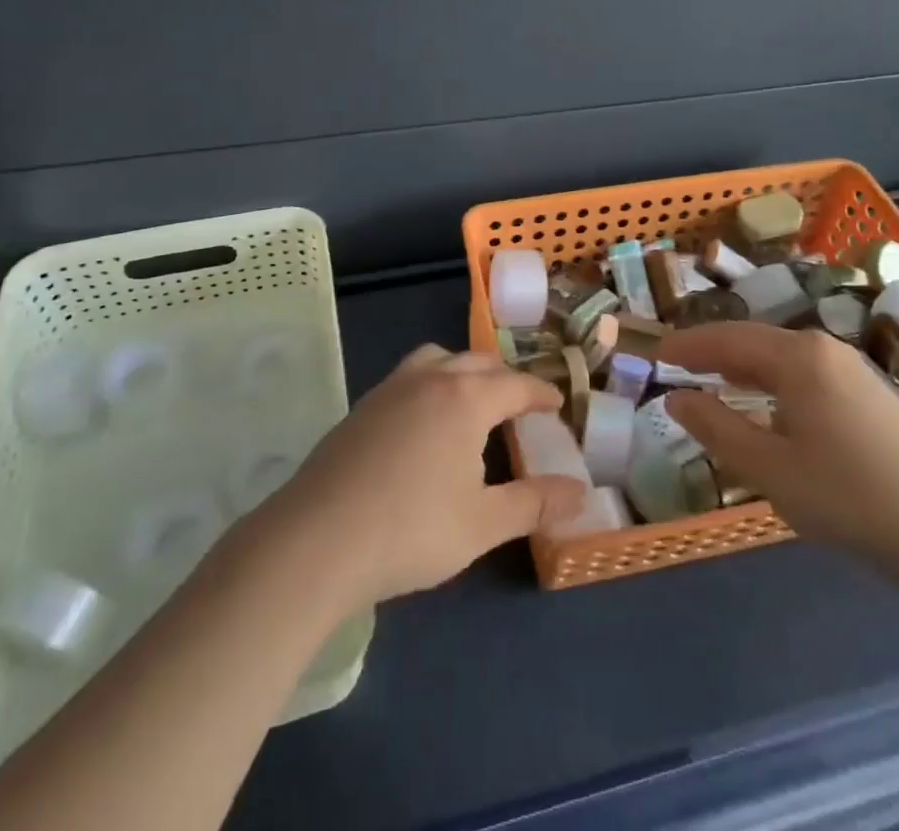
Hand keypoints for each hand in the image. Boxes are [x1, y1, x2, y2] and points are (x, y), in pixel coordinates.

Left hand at [266, 345, 587, 606]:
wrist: (317, 539)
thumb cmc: (411, 530)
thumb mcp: (484, 524)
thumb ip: (535, 503)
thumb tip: (581, 492)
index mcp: (466, 398)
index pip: (516, 385)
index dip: (541, 393)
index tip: (557, 403)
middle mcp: (431, 379)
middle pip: (477, 362)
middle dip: (504, 379)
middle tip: (520, 405)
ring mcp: (391, 388)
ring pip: (437, 359)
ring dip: (462, 371)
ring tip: (471, 401)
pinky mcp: (362, 406)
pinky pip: (409, 377)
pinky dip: (430, 384)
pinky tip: (424, 423)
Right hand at [661, 323, 898, 579]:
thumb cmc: (845, 497)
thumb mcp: (768, 468)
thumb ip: (715, 427)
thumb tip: (674, 398)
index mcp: (798, 356)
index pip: (727, 339)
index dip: (687, 346)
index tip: (654, 354)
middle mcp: (823, 348)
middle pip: (753, 339)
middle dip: (711, 350)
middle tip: (675, 364)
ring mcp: (849, 367)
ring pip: (779, 354)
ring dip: (740, 364)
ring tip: (709, 378)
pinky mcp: (865, 391)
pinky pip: (802, 370)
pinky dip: (769, 377)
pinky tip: (763, 401)